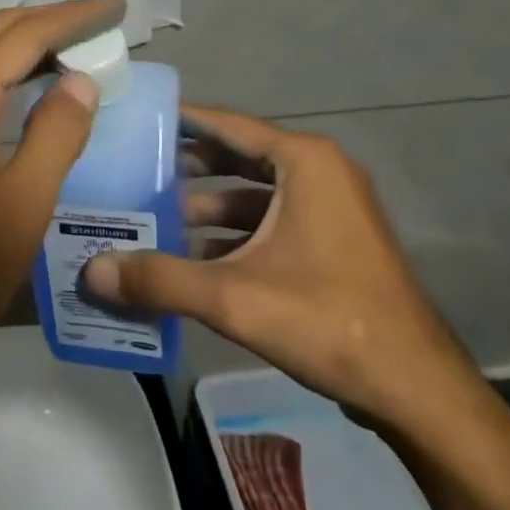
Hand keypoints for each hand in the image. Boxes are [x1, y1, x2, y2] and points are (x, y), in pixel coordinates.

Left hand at [0, 0, 124, 398]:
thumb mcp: (18, 212)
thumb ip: (54, 137)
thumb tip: (79, 79)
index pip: (22, 36)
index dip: (72, 16)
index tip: (117, 7)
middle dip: (50, 21)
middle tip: (102, 25)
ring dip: (27, 45)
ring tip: (78, 50)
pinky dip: (6, 73)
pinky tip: (32, 92)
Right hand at [81, 104, 469, 430]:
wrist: (418, 391)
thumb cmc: (329, 322)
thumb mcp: (235, 298)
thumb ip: (160, 279)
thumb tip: (92, 272)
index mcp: (304, 162)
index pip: (228, 124)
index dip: (181, 120)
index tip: (138, 118)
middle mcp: (319, 172)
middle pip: (238, 157)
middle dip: (186, 168)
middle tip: (134, 171)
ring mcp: (330, 208)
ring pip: (254, 195)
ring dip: (207, 208)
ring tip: (153, 220)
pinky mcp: (333, 242)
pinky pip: (271, 222)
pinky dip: (233, 235)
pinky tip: (193, 260)